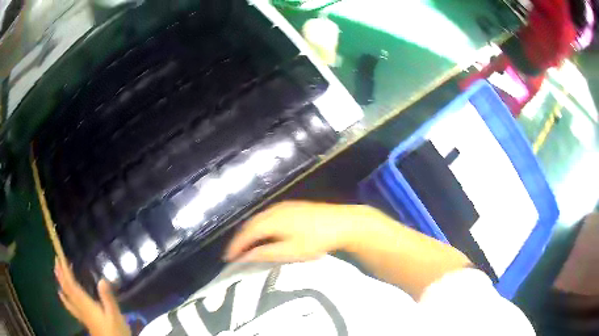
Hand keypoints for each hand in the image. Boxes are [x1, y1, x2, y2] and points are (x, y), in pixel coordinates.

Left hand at [55, 257, 130, 335]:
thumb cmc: (115, 331)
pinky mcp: (84, 319)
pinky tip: (61, 294)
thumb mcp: (115, 316)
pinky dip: (64, 297)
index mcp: (85, 304)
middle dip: (61, 273)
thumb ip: (108, 299)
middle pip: (67, 288)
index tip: (59, 256)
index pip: (72, 284)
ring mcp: (81, 314)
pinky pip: (70, 305)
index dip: (64, 270)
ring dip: (61, 282)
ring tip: (56, 271)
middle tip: (56, 259)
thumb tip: (102, 279)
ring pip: (67, 296)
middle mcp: (80, 307)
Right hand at [225, 201, 367, 262]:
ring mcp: (283, 206)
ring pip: (259, 219)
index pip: (246, 233)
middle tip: (234, 254)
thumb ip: (266, 253)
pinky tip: (263, 235)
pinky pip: (268, 216)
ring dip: (249, 233)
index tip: (227, 258)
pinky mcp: (292, 206)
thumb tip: (244, 256)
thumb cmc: (316, 240)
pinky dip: (260, 227)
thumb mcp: (291, 251)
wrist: (343, 223)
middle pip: (250, 224)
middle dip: (240, 239)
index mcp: (271, 220)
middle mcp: (273, 210)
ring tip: (245, 247)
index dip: (235, 246)